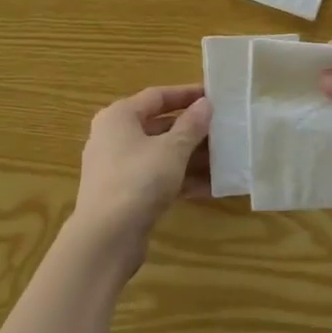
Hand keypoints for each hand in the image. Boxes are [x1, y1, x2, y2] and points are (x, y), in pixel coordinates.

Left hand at [70, 85, 212, 263]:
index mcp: (119, 117)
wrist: (106, 237)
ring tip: (225, 159)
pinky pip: (157, 178)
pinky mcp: (125, 194)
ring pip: (160, 154)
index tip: (215, 95)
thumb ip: (191, 125)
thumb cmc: (138, 180)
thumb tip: (205, 104)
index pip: (157, 96)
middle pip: (159, 126)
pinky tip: (211, 187)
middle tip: (224, 130)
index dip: (187, 94)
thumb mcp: (172, 149)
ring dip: (191, 157)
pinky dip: (181, 179)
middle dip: (193, 130)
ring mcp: (118, 167)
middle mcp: (114, 137)